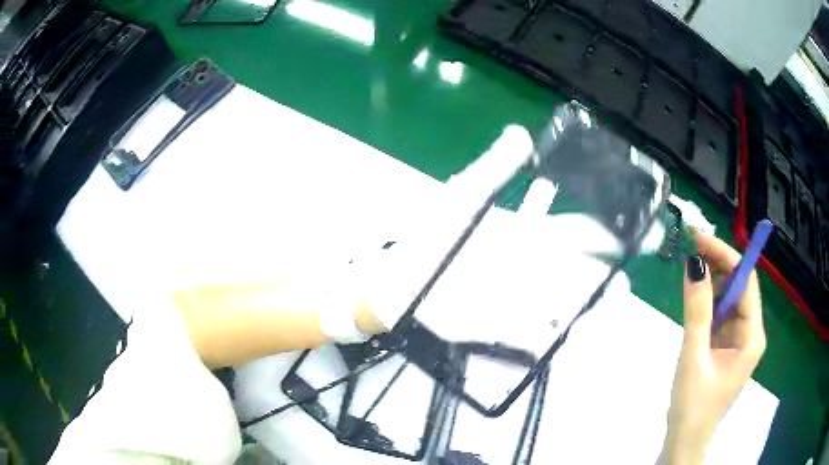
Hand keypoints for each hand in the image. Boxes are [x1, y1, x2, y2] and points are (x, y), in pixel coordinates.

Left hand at [356, 126, 631, 354]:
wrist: (396, 285)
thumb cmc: (428, 240)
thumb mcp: (462, 199)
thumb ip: (493, 169)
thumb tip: (521, 134)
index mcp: (529, 235)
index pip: (581, 229)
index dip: (611, 224)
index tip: (640, 222)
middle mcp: (535, 268)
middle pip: (583, 266)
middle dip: (612, 264)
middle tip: (638, 261)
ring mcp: (525, 299)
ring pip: (572, 298)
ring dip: (595, 296)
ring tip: (618, 292)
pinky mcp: (509, 327)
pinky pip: (546, 330)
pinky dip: (566, 329)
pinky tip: (581, 325)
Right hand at [663, 234, 765, 464]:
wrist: (685, 440)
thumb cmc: (693, 405)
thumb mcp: (693, 355)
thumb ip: (696, 309)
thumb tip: (694, 262)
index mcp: (752, 335)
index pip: (745, 281)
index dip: (725, 255)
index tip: (699, 239)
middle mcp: (751, 332)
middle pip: (739, 286)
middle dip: (717, 266)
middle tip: (689, 249)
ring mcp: (739, 340)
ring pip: (729, 300)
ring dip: (711, 285)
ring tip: (688, 274)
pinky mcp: (727, 347)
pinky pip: (720, 316)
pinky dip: (707, 305)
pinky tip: (693, 302)